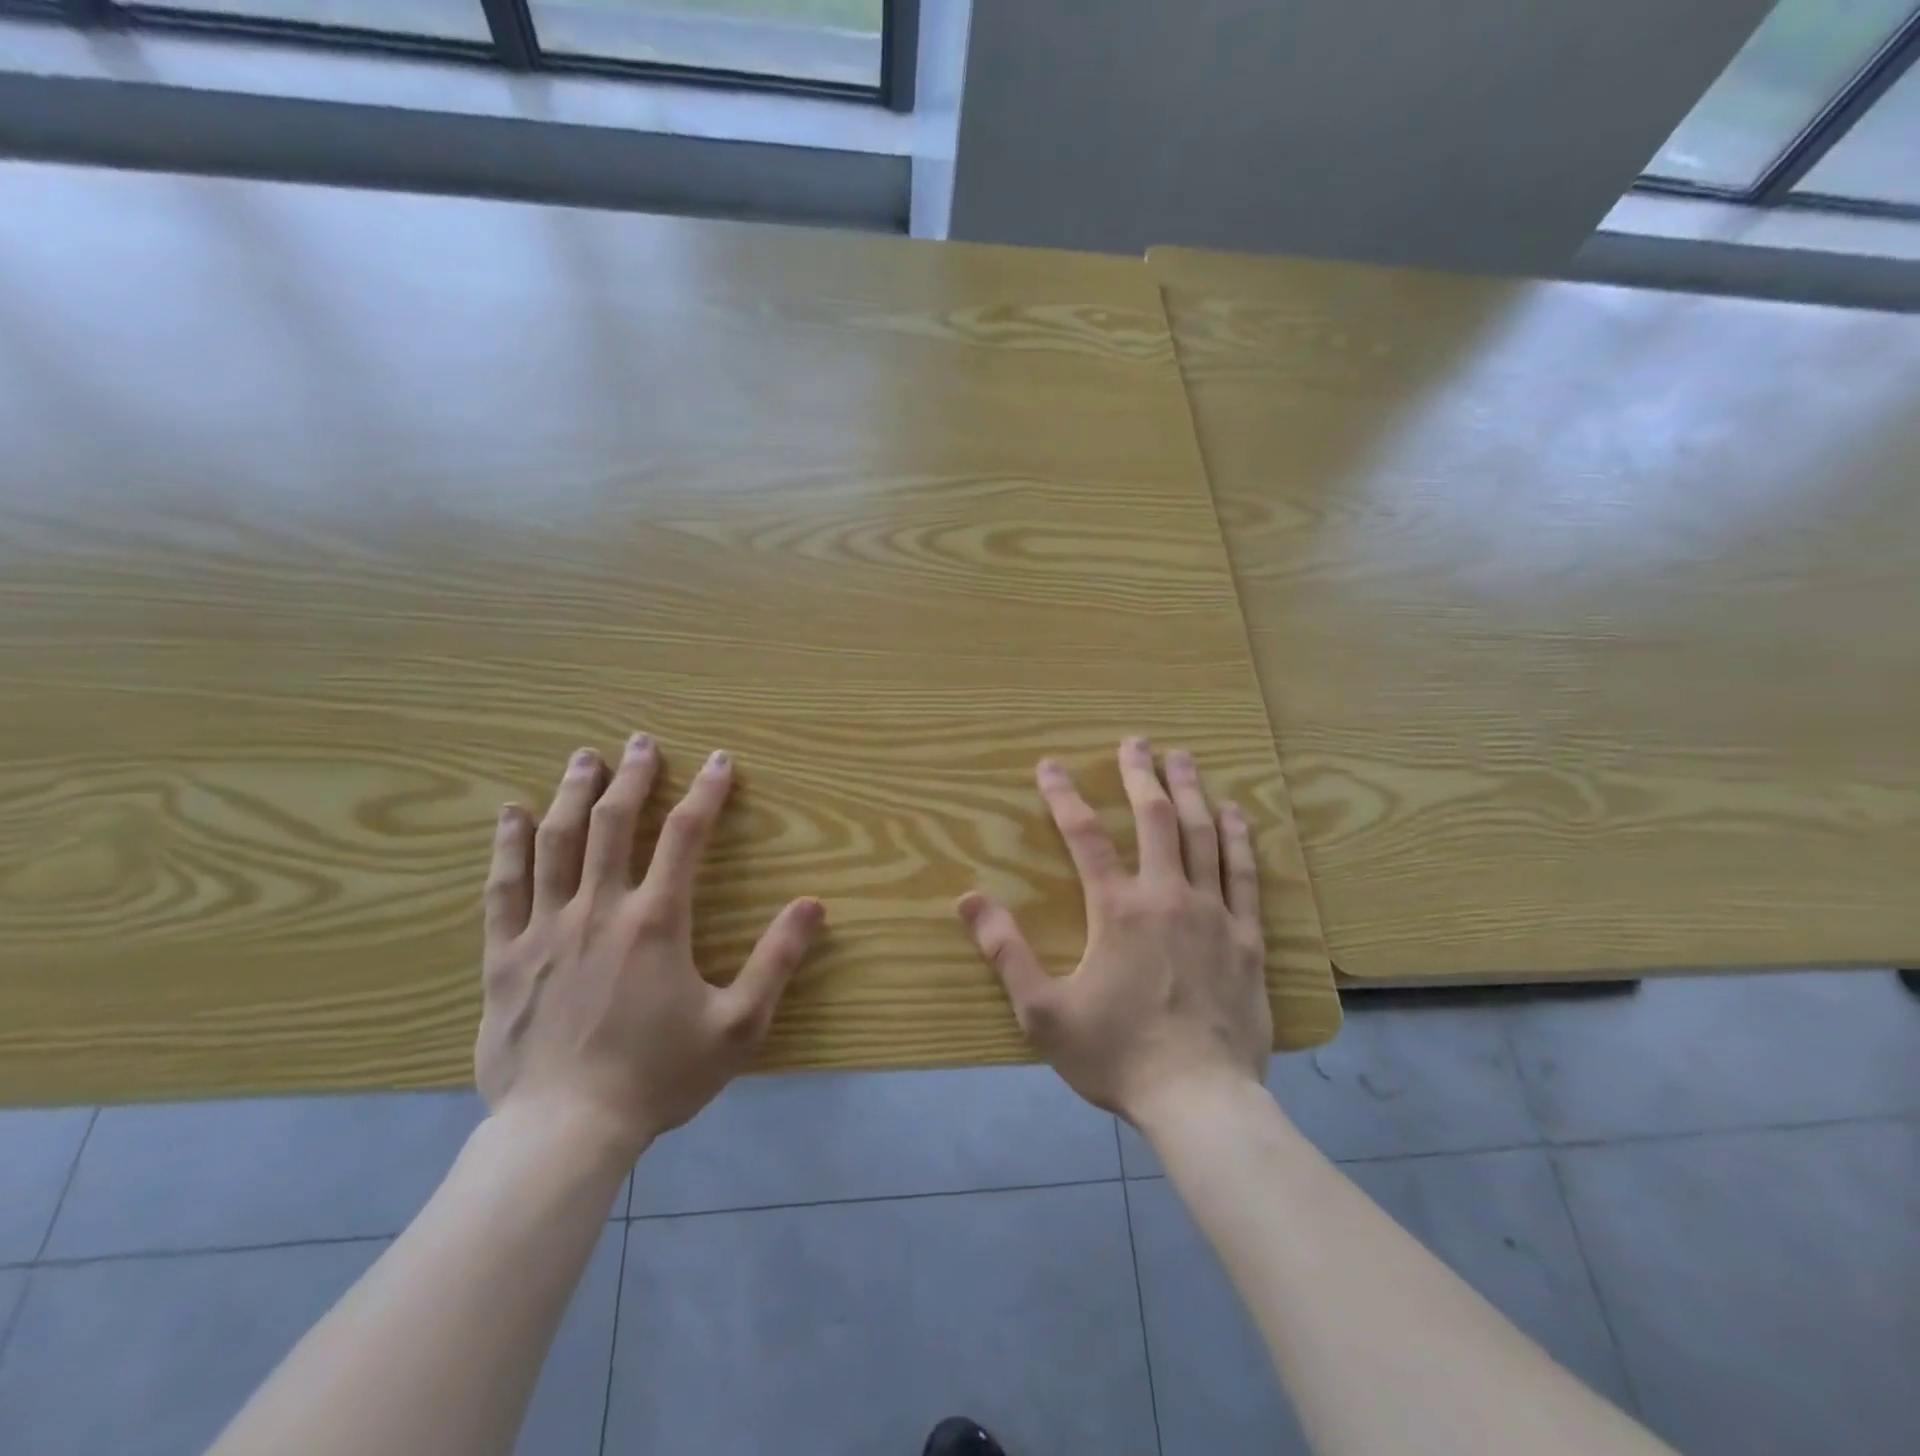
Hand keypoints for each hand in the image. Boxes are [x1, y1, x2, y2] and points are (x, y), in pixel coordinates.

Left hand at [476, 734, 823, 1158]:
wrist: (563, 1134)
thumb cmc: (657, 1077)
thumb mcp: (738, 1026)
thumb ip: (776, 961)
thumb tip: (813, 905)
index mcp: (655, 921)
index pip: (685, 836)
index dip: (705, 792)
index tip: (719, 760)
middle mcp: (598, 909)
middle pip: (614, 823)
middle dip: (631, 776)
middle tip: (639, 742)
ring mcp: (544, 930)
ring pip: (556, 843)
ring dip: (573, 794)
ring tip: (583, 758)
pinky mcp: (504, 957)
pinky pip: (503, 888)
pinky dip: (508, 846)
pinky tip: (512, 814)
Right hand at [957, 738, 1269, 1122]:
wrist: (1200, 1101)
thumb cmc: (1117, 1056)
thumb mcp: (1043, 1012)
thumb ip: (1005, 952)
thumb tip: (967, 899)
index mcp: (1117, 909)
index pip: (1084, 835)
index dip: (1064, 795)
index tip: (1049, 765)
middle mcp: (1167, 896)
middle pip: (1156, 818)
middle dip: (1141, 774)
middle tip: (1136, 740)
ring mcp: (1214, 913)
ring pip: (1203, 835)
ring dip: (1191, 791)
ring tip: (1182, 757)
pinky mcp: (1248, 937)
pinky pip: (1246, 874)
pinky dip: (1240, 838)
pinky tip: (1236, 813)